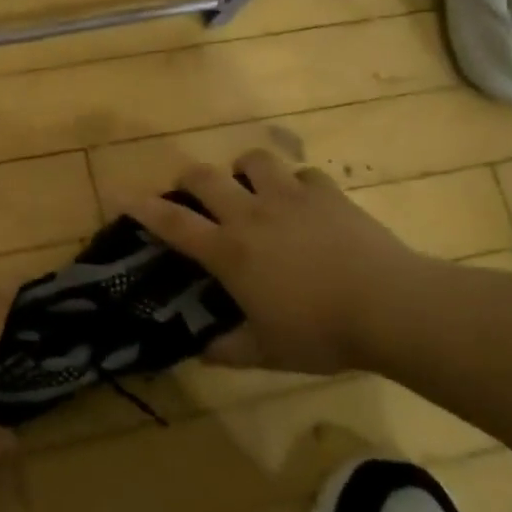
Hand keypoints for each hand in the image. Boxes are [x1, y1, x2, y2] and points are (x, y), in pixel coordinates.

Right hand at [128, 149, 422, 374]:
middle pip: (206, 177)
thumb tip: (199, 351)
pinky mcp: (328, 194)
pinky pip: (304, 174)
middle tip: (193, 192)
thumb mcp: (267, 352)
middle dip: (190, 178)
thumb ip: (227, 350)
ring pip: (254, 160)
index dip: (143, 208)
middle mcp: (252, 215)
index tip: (121, 194)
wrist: (391, 307)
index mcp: (230, 252)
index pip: (174, 223)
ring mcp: (291, 198)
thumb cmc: (321, 333)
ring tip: (252, 187)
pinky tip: (304, 202)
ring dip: (245, 169)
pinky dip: (297, 184)